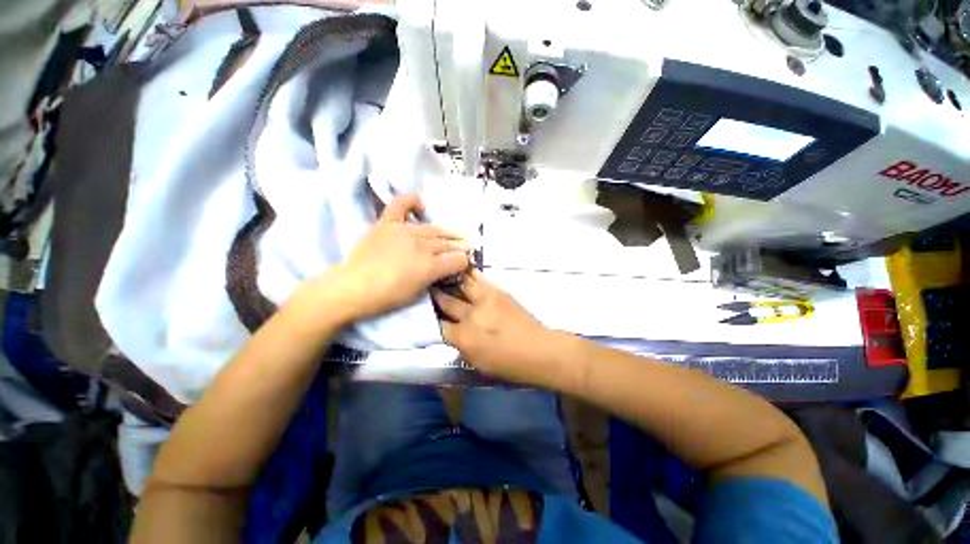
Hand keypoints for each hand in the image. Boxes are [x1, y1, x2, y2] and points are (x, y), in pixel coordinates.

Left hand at [303, 196, 468, 323]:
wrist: (351, 288)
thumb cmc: (386, 297)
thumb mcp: (418, 292)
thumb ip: (436, 277)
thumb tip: (447, 268)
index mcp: (430, 266)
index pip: (457, 260)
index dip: (463, 262)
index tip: (463, 264)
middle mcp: (421, 246)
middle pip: (447, 243)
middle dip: (459, 247)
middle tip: (465, 247)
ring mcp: (404, 231)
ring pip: (433, 228)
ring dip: (446, 232)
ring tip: (453, 233)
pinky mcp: (387, 223)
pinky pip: (401, 205)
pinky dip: (412, 202)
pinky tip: (421, 205)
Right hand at [432, 271, 565, 385]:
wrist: (538, 350)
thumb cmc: (508, 365)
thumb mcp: (477, 364)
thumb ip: (460, 347)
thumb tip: (451, 334)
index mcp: (464, 338)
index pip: (438, 325)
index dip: (429, 318)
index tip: (424, 312)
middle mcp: (470, 316)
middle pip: (446, 301)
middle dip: (434, 295)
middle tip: (425, 287)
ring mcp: (484, 300)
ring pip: (460, 284)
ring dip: (449, 279)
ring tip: (440, 272)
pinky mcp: (497, 292)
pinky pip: (478, 279)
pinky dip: (468, 275)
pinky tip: (461, 269)